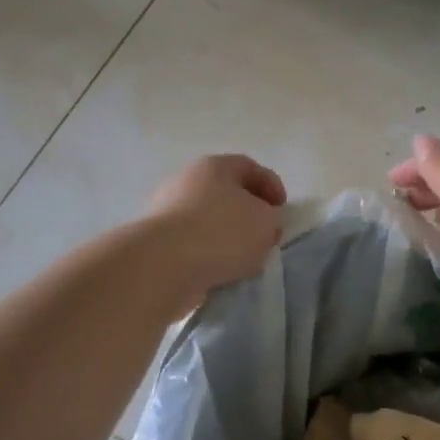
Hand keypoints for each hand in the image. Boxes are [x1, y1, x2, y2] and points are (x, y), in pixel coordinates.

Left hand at [144, 154, 287, 313]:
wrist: (162, 265)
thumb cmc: (220, 232)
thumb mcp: (265, 222)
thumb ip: (272, 218)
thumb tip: (263, 222)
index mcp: (214, 166)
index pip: (249, 166)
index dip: (272, 186)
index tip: (283, 211)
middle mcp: (186, 181)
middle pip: (226, 193)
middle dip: (249, 214)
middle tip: (265, 236)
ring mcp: (166, 210)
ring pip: (208, 220)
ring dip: (228, 237)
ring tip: (244, 260)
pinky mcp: (156, 241)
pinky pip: (192, 244)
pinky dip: (208, 255)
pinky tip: (219, 272)